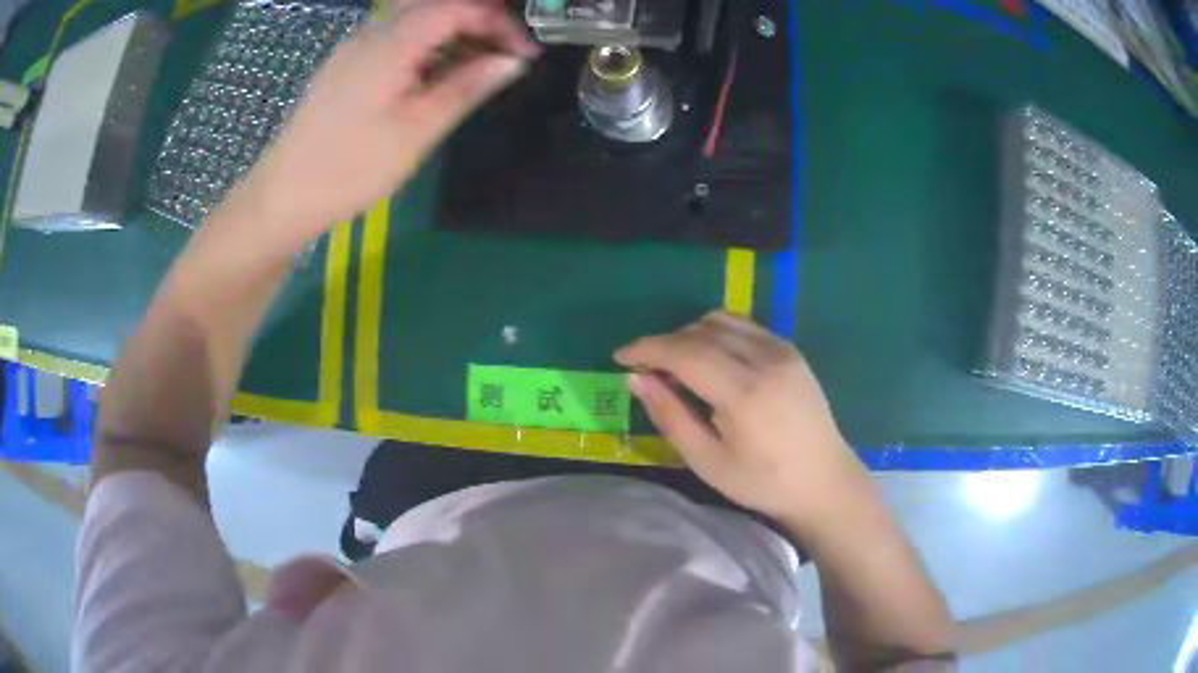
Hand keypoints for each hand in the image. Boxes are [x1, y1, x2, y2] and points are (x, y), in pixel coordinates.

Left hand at [234, 0, 536, 244]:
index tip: (525, 54)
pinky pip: (396, 37)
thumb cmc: (351, 166)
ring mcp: (355, 47)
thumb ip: (467, 87)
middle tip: (505, 53)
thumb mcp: (418, 130)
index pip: (459, 7)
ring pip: (415, 18)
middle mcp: (373, 32)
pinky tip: (436, 73)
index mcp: (393, 41)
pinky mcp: (346, 65)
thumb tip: (512, 62)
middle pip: (436, 4)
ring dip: (453, 32)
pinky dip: (427, 44)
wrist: (284, 194)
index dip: (500, 23)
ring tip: (478, 66)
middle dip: (478, 21)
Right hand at [615, 311, 871, 533]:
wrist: (824, 481)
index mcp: (744, 393)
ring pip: (722, 321)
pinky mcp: (791, 351)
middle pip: (701, 331)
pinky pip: (745, 326)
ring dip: (691, 335)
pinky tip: (712, 360)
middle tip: (647, 370)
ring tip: (678, 365)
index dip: (647, 349)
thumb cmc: (762, 482)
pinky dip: (718, 333)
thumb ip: (671, 416)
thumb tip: (636, 380)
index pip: (684, 352)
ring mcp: (782, 350)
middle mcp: (765, 359)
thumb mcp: (708, 461)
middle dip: (666, 343)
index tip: (620, 357)